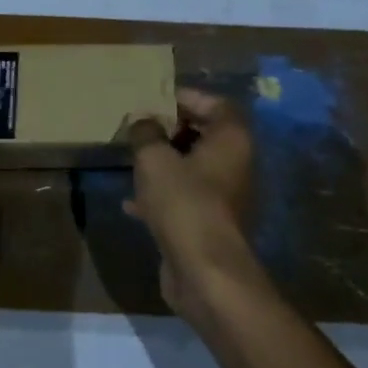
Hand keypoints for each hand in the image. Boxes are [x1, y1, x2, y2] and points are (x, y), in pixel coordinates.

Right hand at [123, 90, 258, 315]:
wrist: (204, 269)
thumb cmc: (184, 201)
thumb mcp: (154, 158)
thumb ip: (145, 133)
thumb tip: (142, 122)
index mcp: (231, 139)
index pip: (216, 103)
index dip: (187, 97)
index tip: (157, 99)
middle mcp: (235, 164)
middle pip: (204, 135)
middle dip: (171, 130)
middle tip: (140, 128)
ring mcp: (225, 196)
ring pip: (193, 168)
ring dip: (165, 163)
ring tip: (133, 159)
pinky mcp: (210, 223)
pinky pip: (185, 198)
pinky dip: (161, 195)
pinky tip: (131, 202)